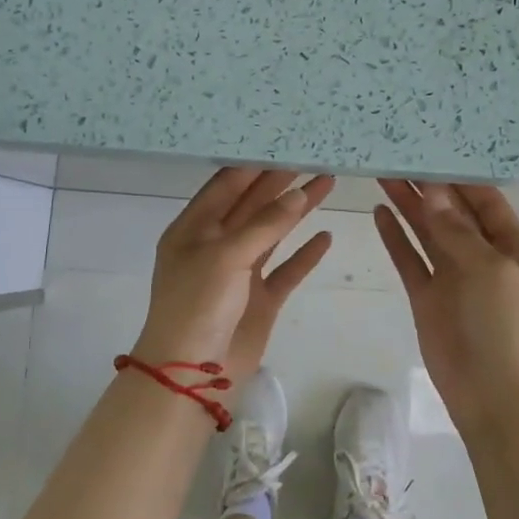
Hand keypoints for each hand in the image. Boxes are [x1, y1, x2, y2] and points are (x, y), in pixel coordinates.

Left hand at [132, 169, 335, 374]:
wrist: (191, 375)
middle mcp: (216, 245)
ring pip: (273, 233)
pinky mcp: (260, 299)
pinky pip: (286, 270)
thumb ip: (264, 225)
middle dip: (281, 182)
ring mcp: (239, 273)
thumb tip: (298, 194)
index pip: (227, 185)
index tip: (284, 142)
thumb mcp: (226, 256)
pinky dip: (305, 255)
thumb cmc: (197, 305)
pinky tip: (325, 236)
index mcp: (194, 229)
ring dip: (297, 211)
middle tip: (314, 156)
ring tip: (327, 183)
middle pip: (253, 204)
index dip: (254, 165)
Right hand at [374, 180, 518, 436]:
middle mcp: (483, 256)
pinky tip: (380, 213)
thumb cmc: (505, 327)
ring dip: (408, 205)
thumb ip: (456, 230)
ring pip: (428, 232)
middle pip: (451, 212)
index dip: (458, 176)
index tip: (430, 148)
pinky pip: (410, 260)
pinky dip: (396, 238)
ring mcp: (454, 277)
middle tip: (396, 155)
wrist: (495, 398)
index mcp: (513, 246)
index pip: (484, 200)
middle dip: (427, 186)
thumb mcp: (489, 270)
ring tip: (382, 174)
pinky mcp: (428, 297)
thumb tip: (432, 190)